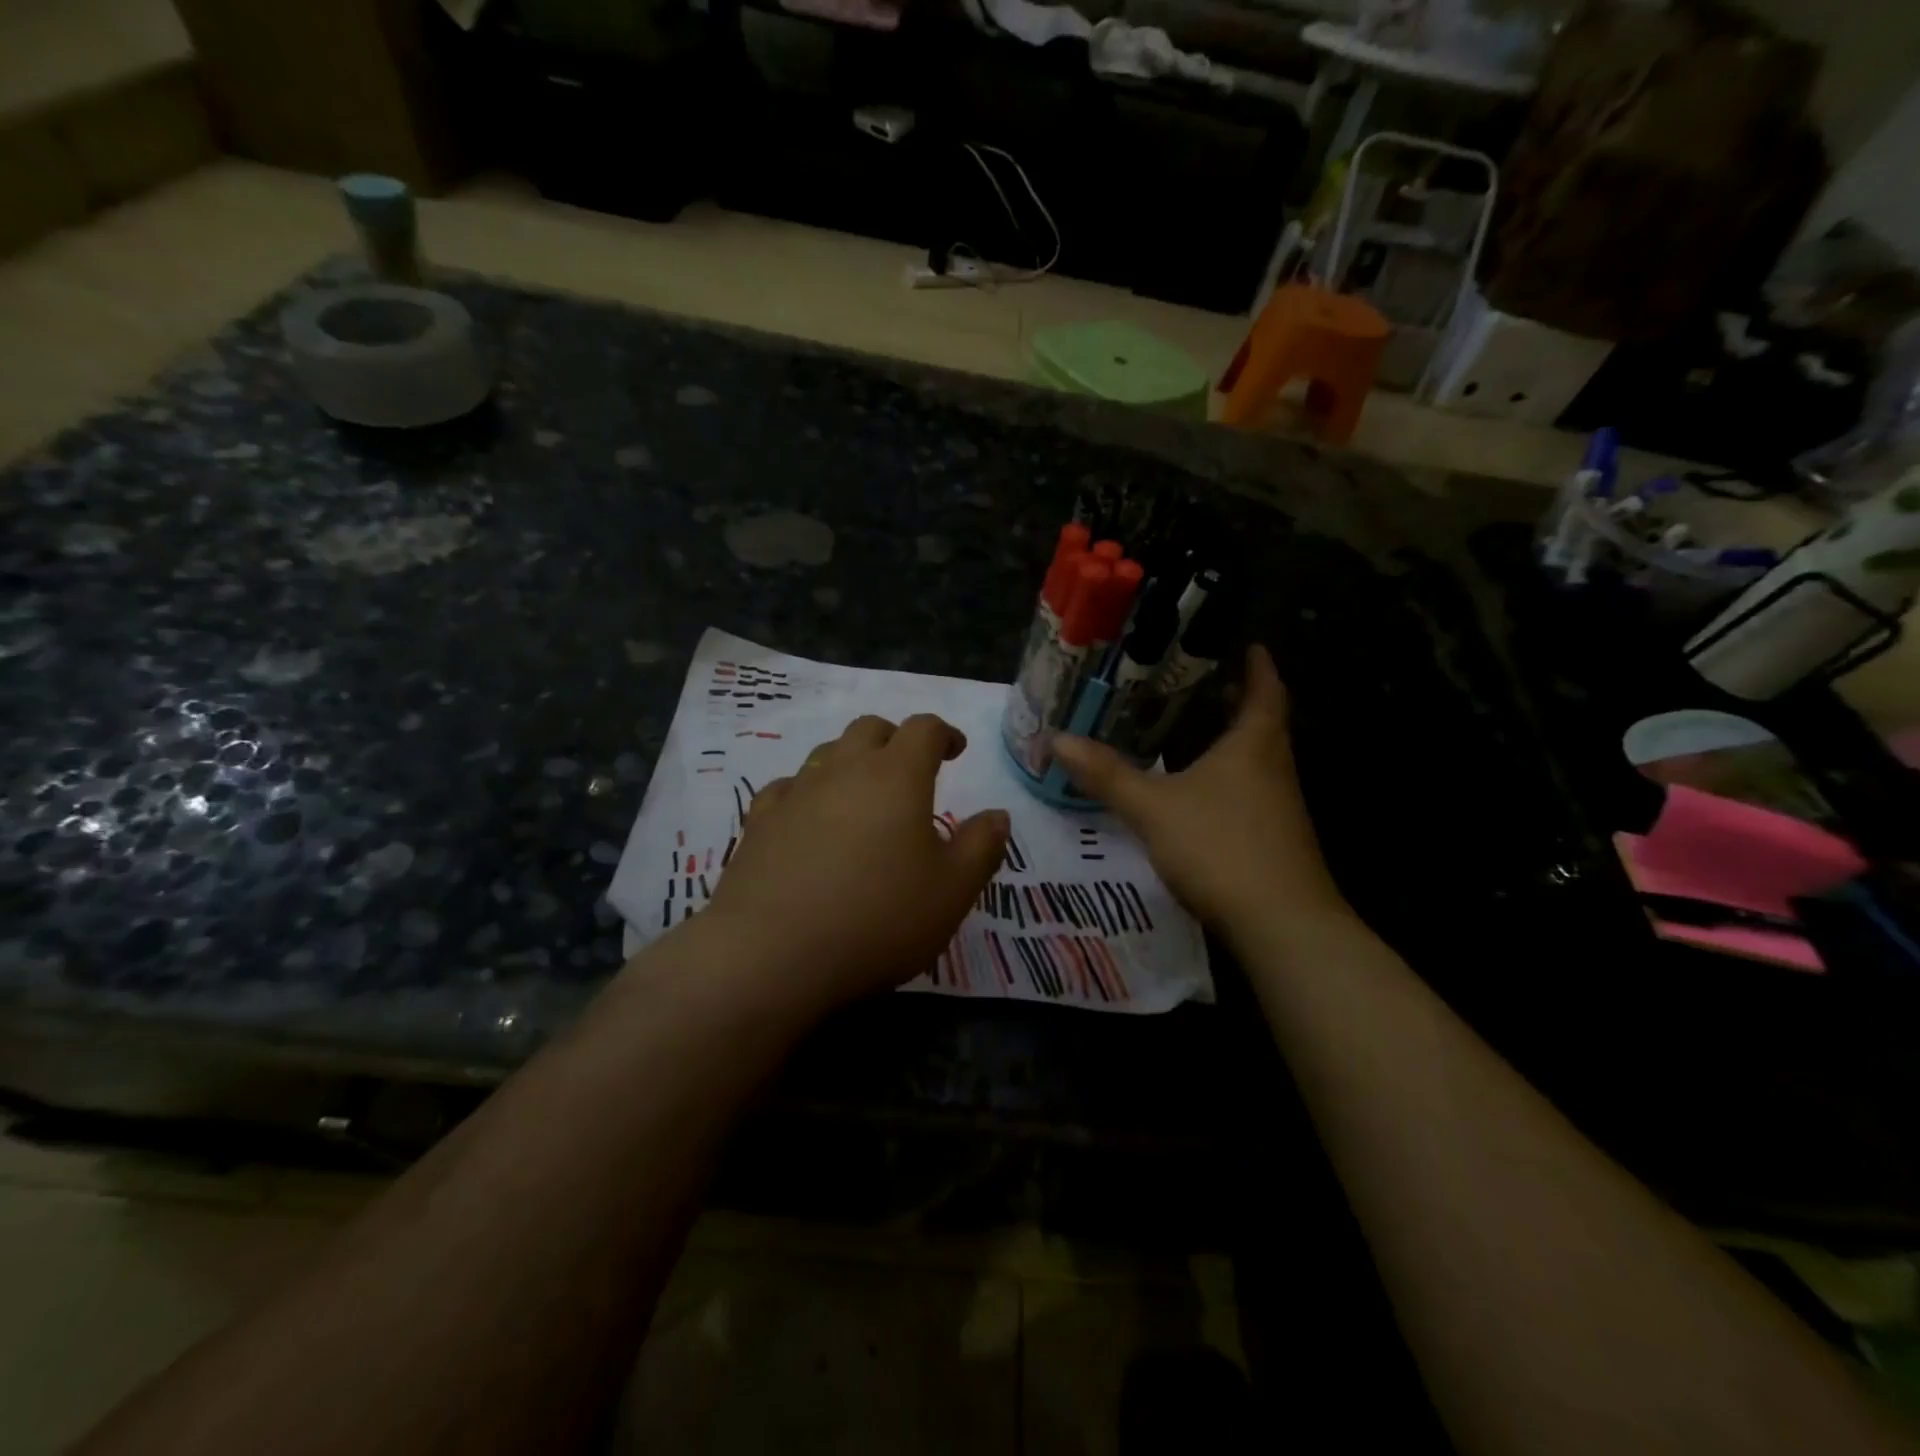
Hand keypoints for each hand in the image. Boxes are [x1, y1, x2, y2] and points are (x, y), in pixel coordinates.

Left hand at [704, 714, 1009, 1009]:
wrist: (772, 954)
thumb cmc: (878, 918)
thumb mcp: (952, 891)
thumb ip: (981, 847)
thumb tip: (997, 815)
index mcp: (897, 776)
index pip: (923, 729)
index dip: (944, 733)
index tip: (955, 751)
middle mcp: (844, 770)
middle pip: (870, 729)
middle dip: (895, 739)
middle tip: (910, 769)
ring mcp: (796, 793)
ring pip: (827, 753)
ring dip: (851, 761)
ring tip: (863, 794)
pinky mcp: (758, 822)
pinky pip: (787, 787)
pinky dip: (807, 791)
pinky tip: (808, 817)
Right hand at [1052, 645, 1347, 930]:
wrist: (1281, 924)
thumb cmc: (1221, 847)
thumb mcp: (1153, 808)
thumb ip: (1107, 774)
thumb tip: (1057, 739)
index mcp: (1254, 744)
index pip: (1265, 689)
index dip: (1258, 665)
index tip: (1248, 643)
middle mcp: (1275, 767)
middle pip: (1262, 722)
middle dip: (1236, 700)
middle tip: (1199, 682)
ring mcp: (1280, 806)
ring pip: (1257, 758)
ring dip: (1231, 739)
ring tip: (1191, 728)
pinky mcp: (1275, 838)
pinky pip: (1251, 790)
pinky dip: (1228, 776)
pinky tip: (1198, 791)